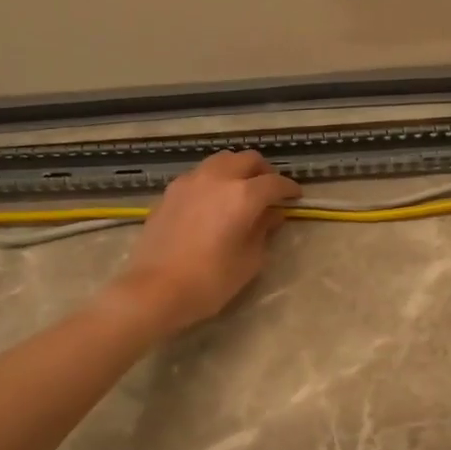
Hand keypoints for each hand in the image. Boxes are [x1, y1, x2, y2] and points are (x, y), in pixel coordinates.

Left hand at [108, 150, 300, 335]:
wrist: (154, 290)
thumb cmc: (210, 281)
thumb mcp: (249, 261)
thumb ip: (263, 231)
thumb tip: (272, 215)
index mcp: (243, 195)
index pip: (274, 183)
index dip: (289, 189)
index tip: (296, 197)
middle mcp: (217, 178)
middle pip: (247, 159)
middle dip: (263, 171)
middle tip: (270, 191)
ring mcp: (190, 181)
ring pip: (221, 160)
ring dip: (236, 169)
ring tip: (241, 190)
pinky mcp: (170, 192)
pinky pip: (199, 174)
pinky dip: (213, 180)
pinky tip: (213, 200)